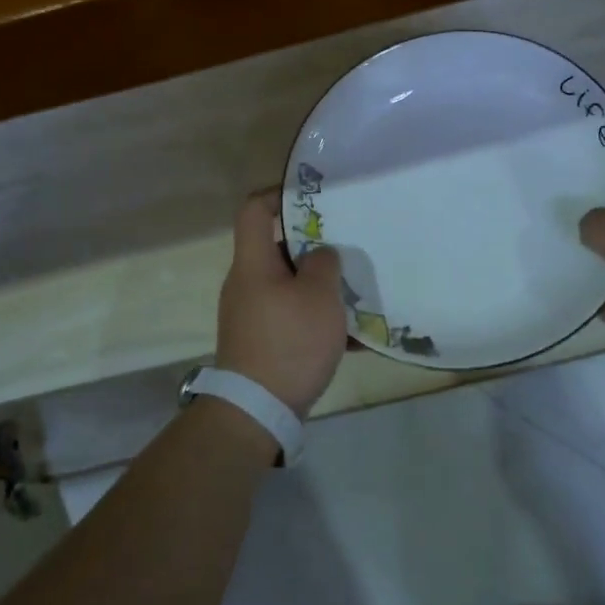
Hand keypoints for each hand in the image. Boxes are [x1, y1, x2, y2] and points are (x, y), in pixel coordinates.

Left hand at [215, 190, 348, 414]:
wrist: (256, 410)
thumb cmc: (289, 342)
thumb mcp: (318, 297)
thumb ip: (324, 264)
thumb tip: (320, 254)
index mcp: (253, 263)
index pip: (254, 210)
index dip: (280, 194)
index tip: (314, 197)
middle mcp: (247, 283)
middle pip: (278, 248)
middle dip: (315, 246)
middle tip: (348, 247)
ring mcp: (252, 314)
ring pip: (290, 285)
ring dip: (321, 287)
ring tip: (357, 293)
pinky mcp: (261, 341)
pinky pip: (292, 318)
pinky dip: (318, 320)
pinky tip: (353, 338)